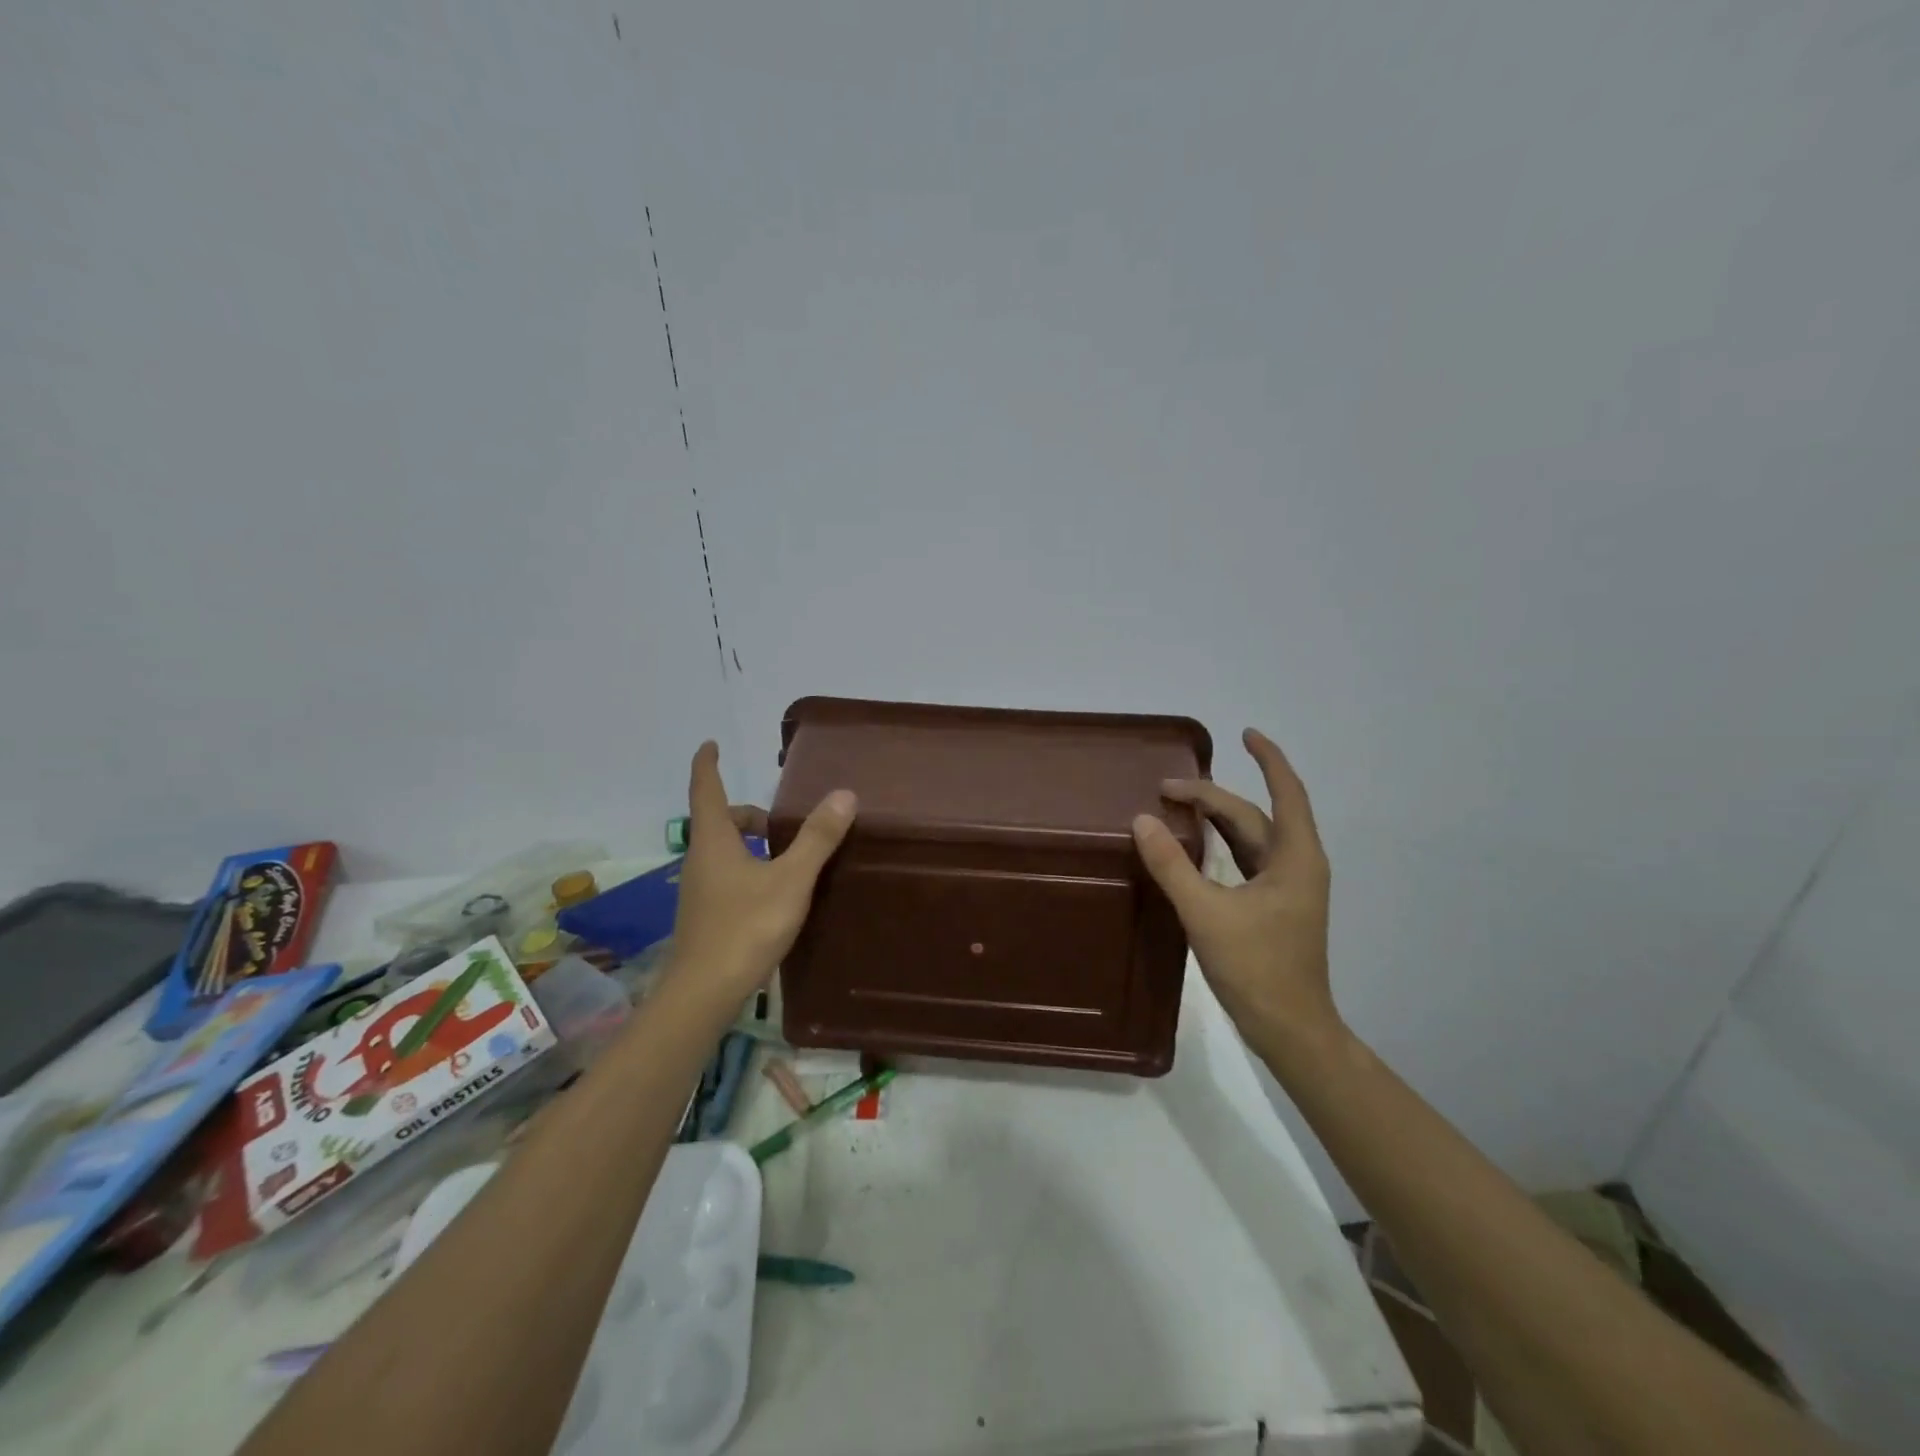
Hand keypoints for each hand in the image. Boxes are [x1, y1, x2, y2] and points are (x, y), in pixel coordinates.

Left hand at [667, 741, 856, 1001]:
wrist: (703, 994)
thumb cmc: (745, 928)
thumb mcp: (791, 879)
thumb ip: (817, 838)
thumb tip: (844, 794)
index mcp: (714, 842)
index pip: (706, 790)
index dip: (707, 765)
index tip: (709, 744)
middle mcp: (700, 861)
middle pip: (719, 822)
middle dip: (748, 814)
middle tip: (782, 822)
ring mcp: (698, 891)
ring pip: (724, 852)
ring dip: (751, 845)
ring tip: (789, 860)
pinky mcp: (705, 916)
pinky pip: (726, 877)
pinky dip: (749, 870)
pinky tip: (775, 895)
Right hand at [1131, 728, 1341, 1045]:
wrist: (1290, 1028)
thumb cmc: (1256, 968)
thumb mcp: (1206, 913)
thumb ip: (1172, 865)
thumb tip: (1141, 819)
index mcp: (1294, 858)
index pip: (1286, 792)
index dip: (1268, 759)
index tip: (1245, 733)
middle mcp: (1296, 865)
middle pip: (1255, 815)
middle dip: (1213, 796)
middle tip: (1165, 788)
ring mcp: (1287, 887)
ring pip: (1251, 837)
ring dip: (1217, 817)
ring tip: (1177, 803)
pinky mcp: (1274, 906)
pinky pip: (1247, 859)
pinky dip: (1221, 844)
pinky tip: (1195, 845)